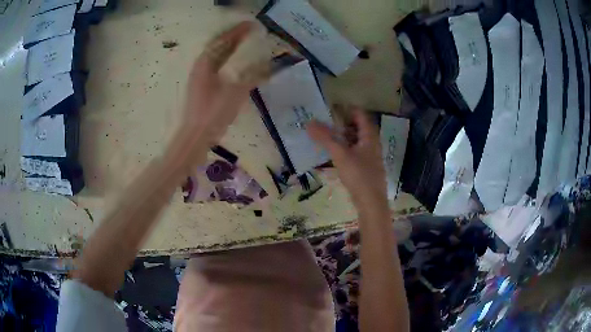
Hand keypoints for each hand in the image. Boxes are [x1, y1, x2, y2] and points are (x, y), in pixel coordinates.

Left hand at [179, 21, 269, 149]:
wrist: (196, 136)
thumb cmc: (213, 113)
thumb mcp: (235, 93)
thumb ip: (251, 77)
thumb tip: (267, 66)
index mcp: (206, 63)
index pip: (223, 40)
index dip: (238, 31)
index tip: (253, 25)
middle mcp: (201, 67)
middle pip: (219, 47)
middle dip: (235, 38)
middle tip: (251, 33)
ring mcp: (200, 78)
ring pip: (218, 57)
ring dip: (231, 50)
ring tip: (247, 46)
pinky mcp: (203, 88)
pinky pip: (217, 68)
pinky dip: (228, 63)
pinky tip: (237, 66)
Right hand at [307, 108, 388, 212]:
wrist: (371, 202)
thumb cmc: (359, 175)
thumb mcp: (340, 155)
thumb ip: (325, 138)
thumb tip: (309, 122)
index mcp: (369, 136)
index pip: (360, 114)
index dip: (346, 109)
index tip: (330, 109)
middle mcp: (371, 143)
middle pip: (356, 127)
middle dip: (340, 123)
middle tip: (323, 122)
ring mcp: (368, 156)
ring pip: (354, 140)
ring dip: (340, 137)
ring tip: (323, 136)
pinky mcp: (364, 167)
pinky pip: (352, 152)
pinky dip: (342, 149)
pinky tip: (331, 154)